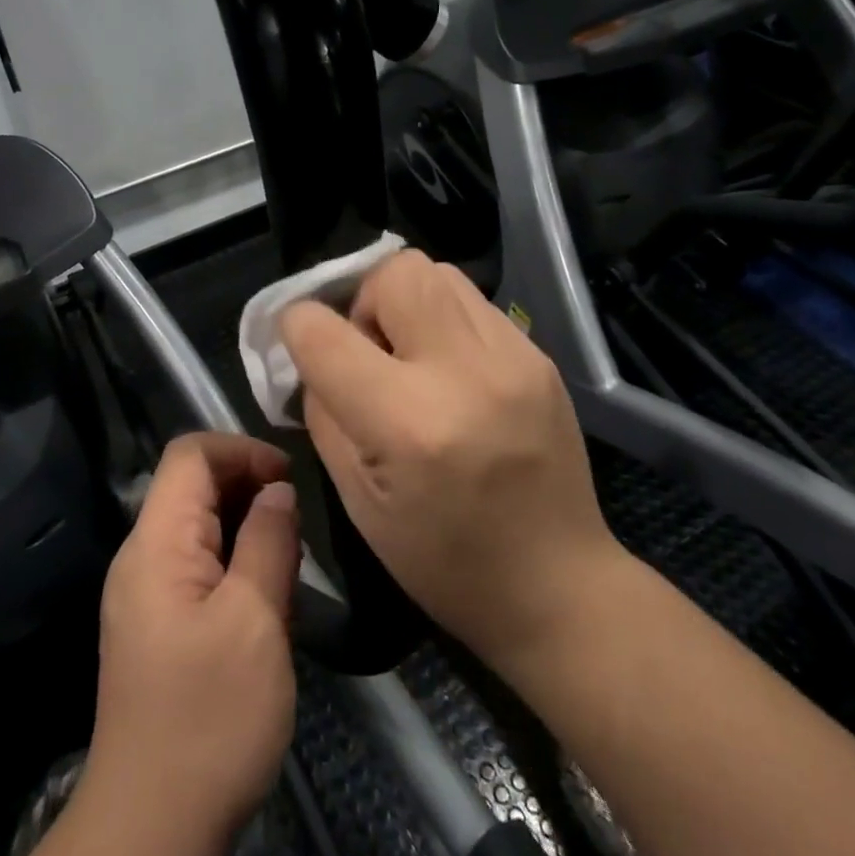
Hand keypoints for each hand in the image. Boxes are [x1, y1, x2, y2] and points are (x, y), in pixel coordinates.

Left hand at [83, 432, 299, 855]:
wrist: (152, 831)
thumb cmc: (210, 720)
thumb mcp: (255, 621)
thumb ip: (268, 542)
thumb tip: (278, 489)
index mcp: (156, 544)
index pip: (190, 454)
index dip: (243, 450)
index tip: (290, 479)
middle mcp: (142, 557)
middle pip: (192, 485)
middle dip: (249, 487)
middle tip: (298, 525)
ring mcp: (146, 594)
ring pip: (199, 526)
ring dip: (247, 528)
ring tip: (290, 563)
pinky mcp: (158, 626)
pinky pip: (198, 566)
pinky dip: (236, 562)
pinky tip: (268, 599)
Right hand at [280, 250, 623, 672]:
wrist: (560, 583)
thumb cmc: (445, 562)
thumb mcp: (358, 501)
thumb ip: (324, 415)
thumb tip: (312, 359)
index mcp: (407, 423)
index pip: (324, 332)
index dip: (295, 327)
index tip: (298, 342)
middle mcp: (463, 373)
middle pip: (395, 272)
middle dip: (362, 298)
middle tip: (368, 350)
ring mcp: (511, 357)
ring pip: (438, 272)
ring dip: (405, 302)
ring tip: (410, 355)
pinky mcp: (538, 356)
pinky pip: (473, 302)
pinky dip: (444, 319)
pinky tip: (450, 370)